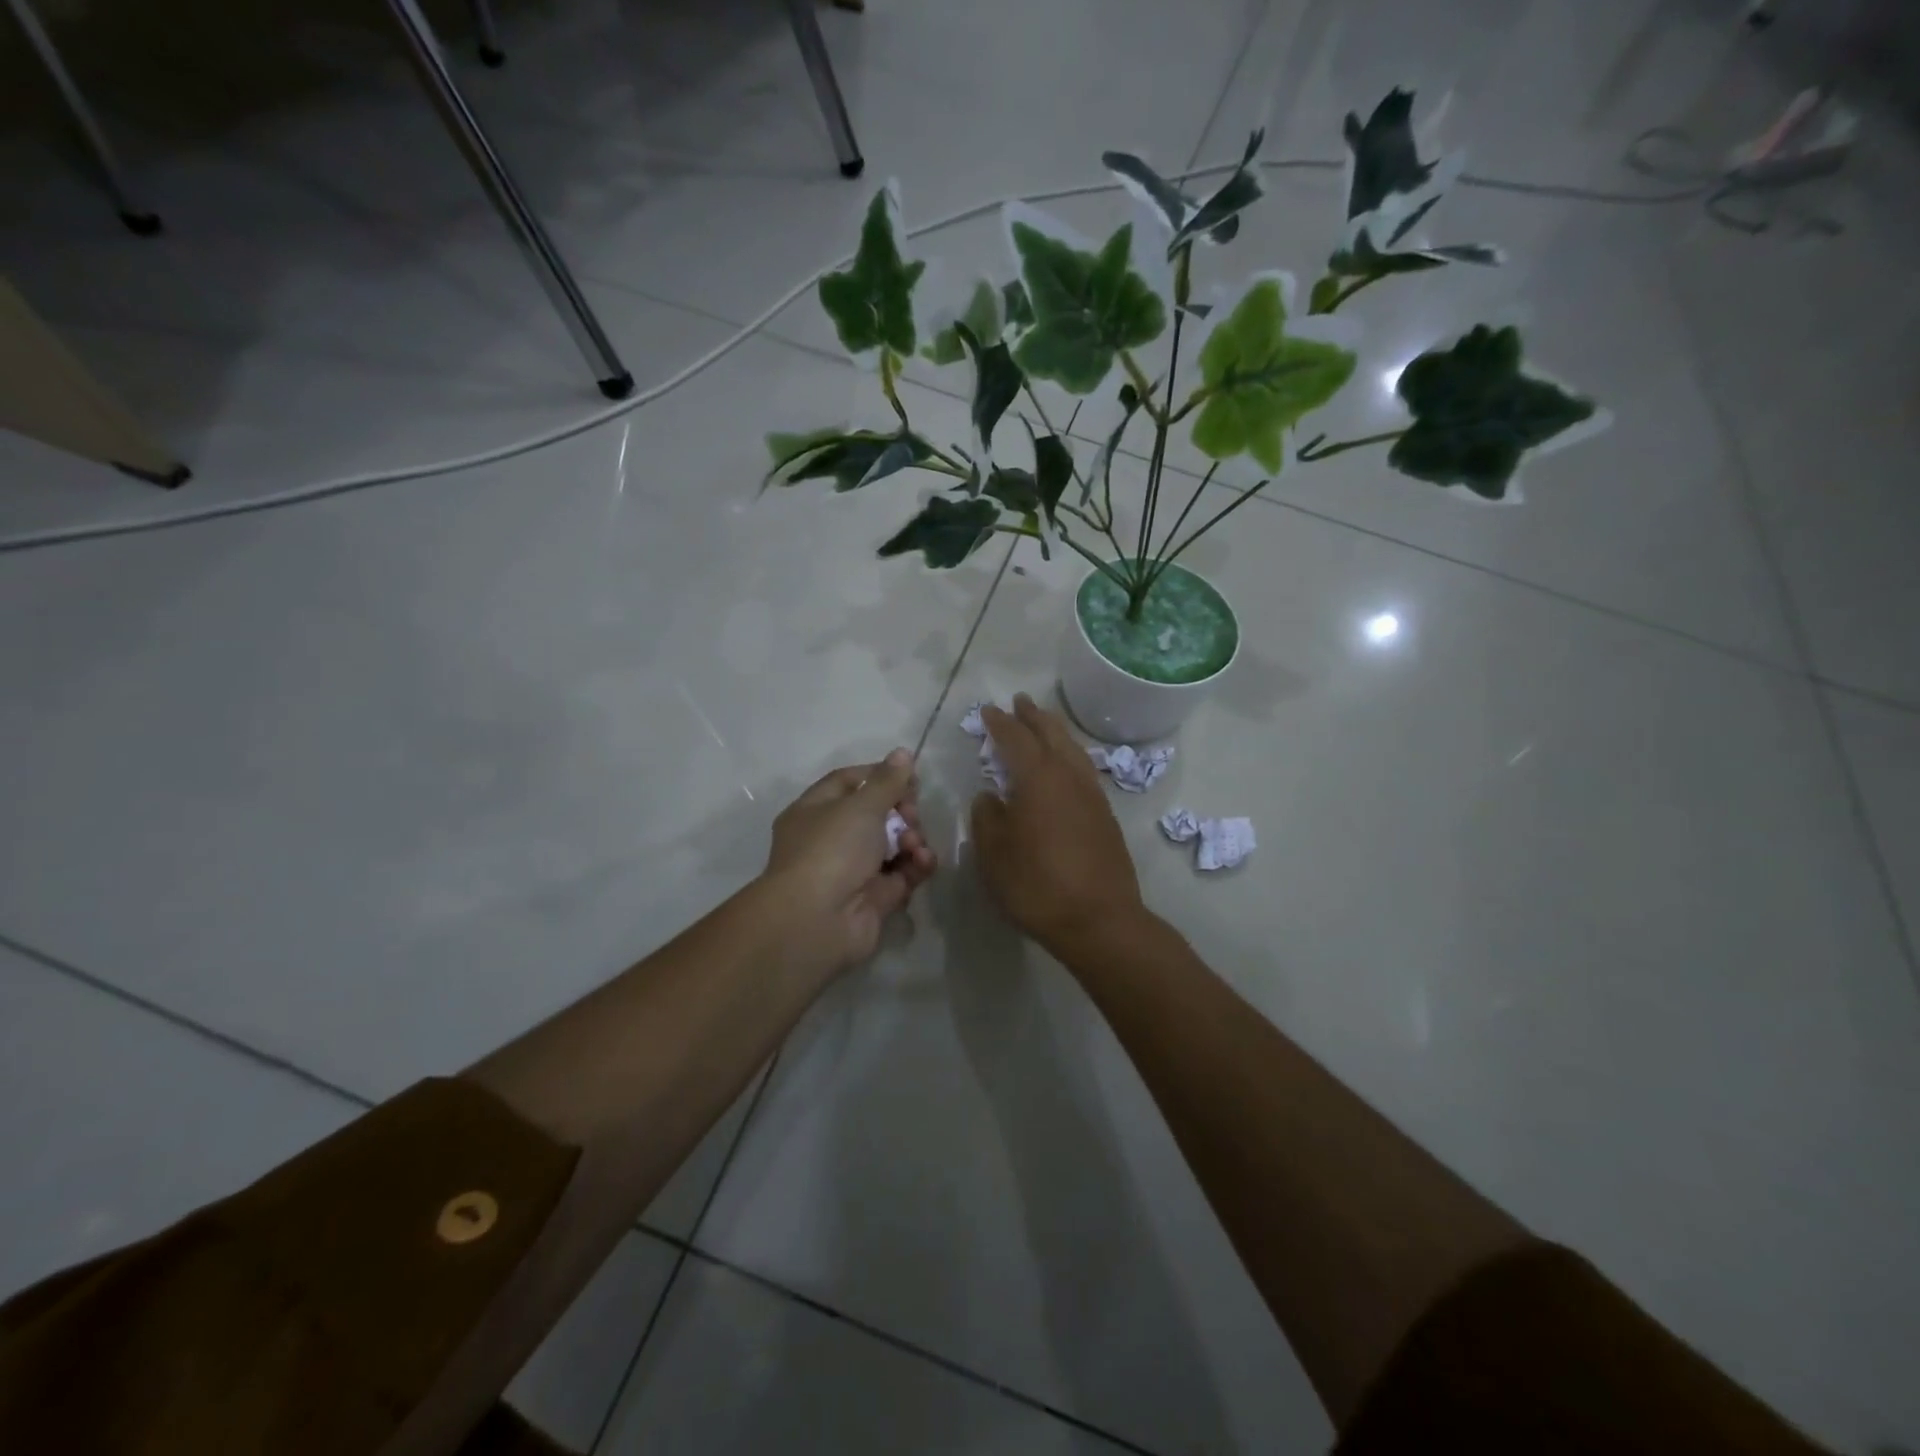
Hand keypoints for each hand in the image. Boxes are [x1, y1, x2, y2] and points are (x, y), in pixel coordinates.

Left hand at [762, 748, 937, 977]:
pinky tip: (923, 860)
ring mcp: (853, 870)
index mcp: (815, 811)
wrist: (818, 920)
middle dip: (901, 810)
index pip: (848, 782)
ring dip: (911, 838)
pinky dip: (916, 865)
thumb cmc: (832, 849)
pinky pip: (902, 873)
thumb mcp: (861, 806)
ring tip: (913, 843)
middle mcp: (831, 839)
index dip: (879, 775)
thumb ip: (887, 781)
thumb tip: (902, 753)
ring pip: (892, 844)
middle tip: (911, 814)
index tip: (908, 775)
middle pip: (876, 814)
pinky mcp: (876, 898)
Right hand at [970, 695, 1146, 957]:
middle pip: (1052, 734)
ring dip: (1056, 731)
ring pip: (1073, 749)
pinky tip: (1065, 766)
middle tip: (1020, 701)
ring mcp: (1092, 795)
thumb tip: (989, 796)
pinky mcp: (1106, 815)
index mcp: (1038, 778)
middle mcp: (1069, 776)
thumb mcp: (994, 854)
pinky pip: (1084, 769)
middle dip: (1034, 716)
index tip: (988, 711)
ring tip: (1044, 724)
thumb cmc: (1037, 885)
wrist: (1099, 920)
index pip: (1016, 739)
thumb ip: (987, 817)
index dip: (1000, 723)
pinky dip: (1069, 755)